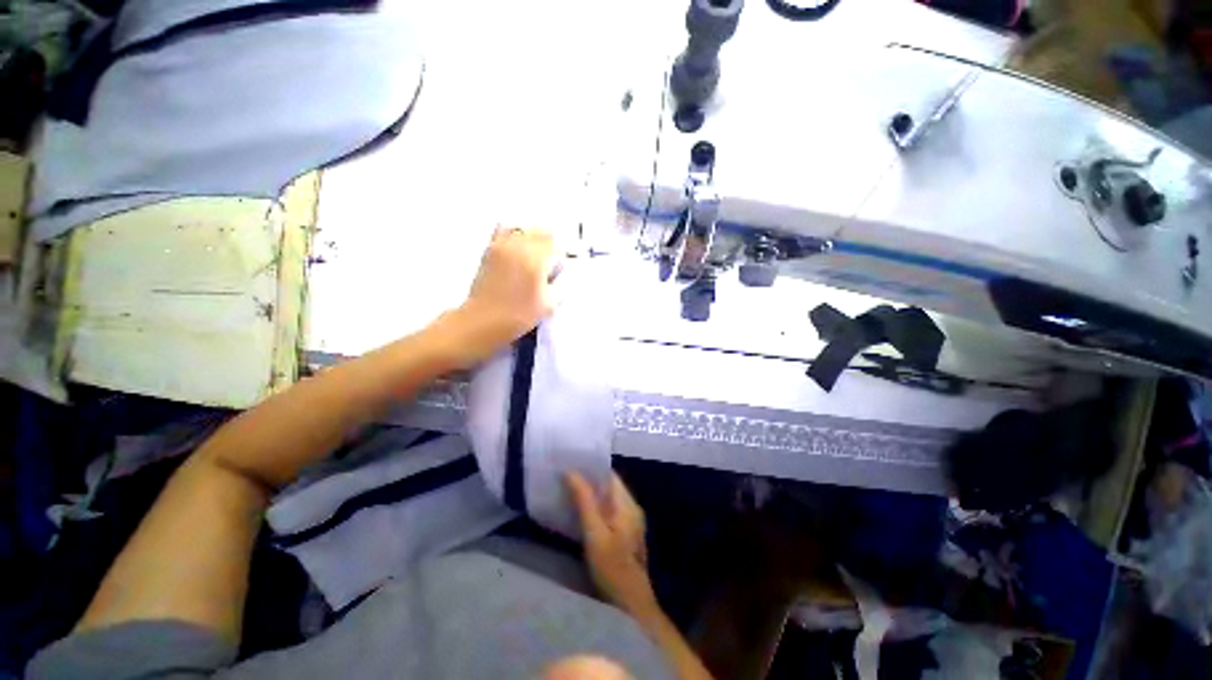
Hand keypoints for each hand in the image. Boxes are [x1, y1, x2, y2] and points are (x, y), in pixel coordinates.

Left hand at [445, 226, 560, 365]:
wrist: (483, 321)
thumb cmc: (519, 316)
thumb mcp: (550, 304)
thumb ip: (563, 284)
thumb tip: (569, 271)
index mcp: (537, 260)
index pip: (560, 246)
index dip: (570, 253)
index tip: (574, 261)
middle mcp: (520, 246)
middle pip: (544, 233)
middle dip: (555, 244)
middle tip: (559, 260)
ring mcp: (503, 244)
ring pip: (527, 229)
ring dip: (538, 237)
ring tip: (542, 252)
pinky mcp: (491, 248)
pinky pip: (505, 228)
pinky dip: (517, 232)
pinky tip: (521, 244)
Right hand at [566, 472, 658, 616]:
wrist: (631, 605)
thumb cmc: (612, 568)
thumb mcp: (595, 534)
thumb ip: (585, 501)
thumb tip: (571, 472)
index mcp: (627, 504)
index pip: (610, 475)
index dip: (592, 467)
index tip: (572, 463)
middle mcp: (631, 507)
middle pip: (609, 485)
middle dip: (589, 479)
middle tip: (565, 476)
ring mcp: (630, 520)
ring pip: (609, 497)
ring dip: (591, 492)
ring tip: (568, 489)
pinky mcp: (625, 532)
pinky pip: (609, 510)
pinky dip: (595, 506)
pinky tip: (580, 510)